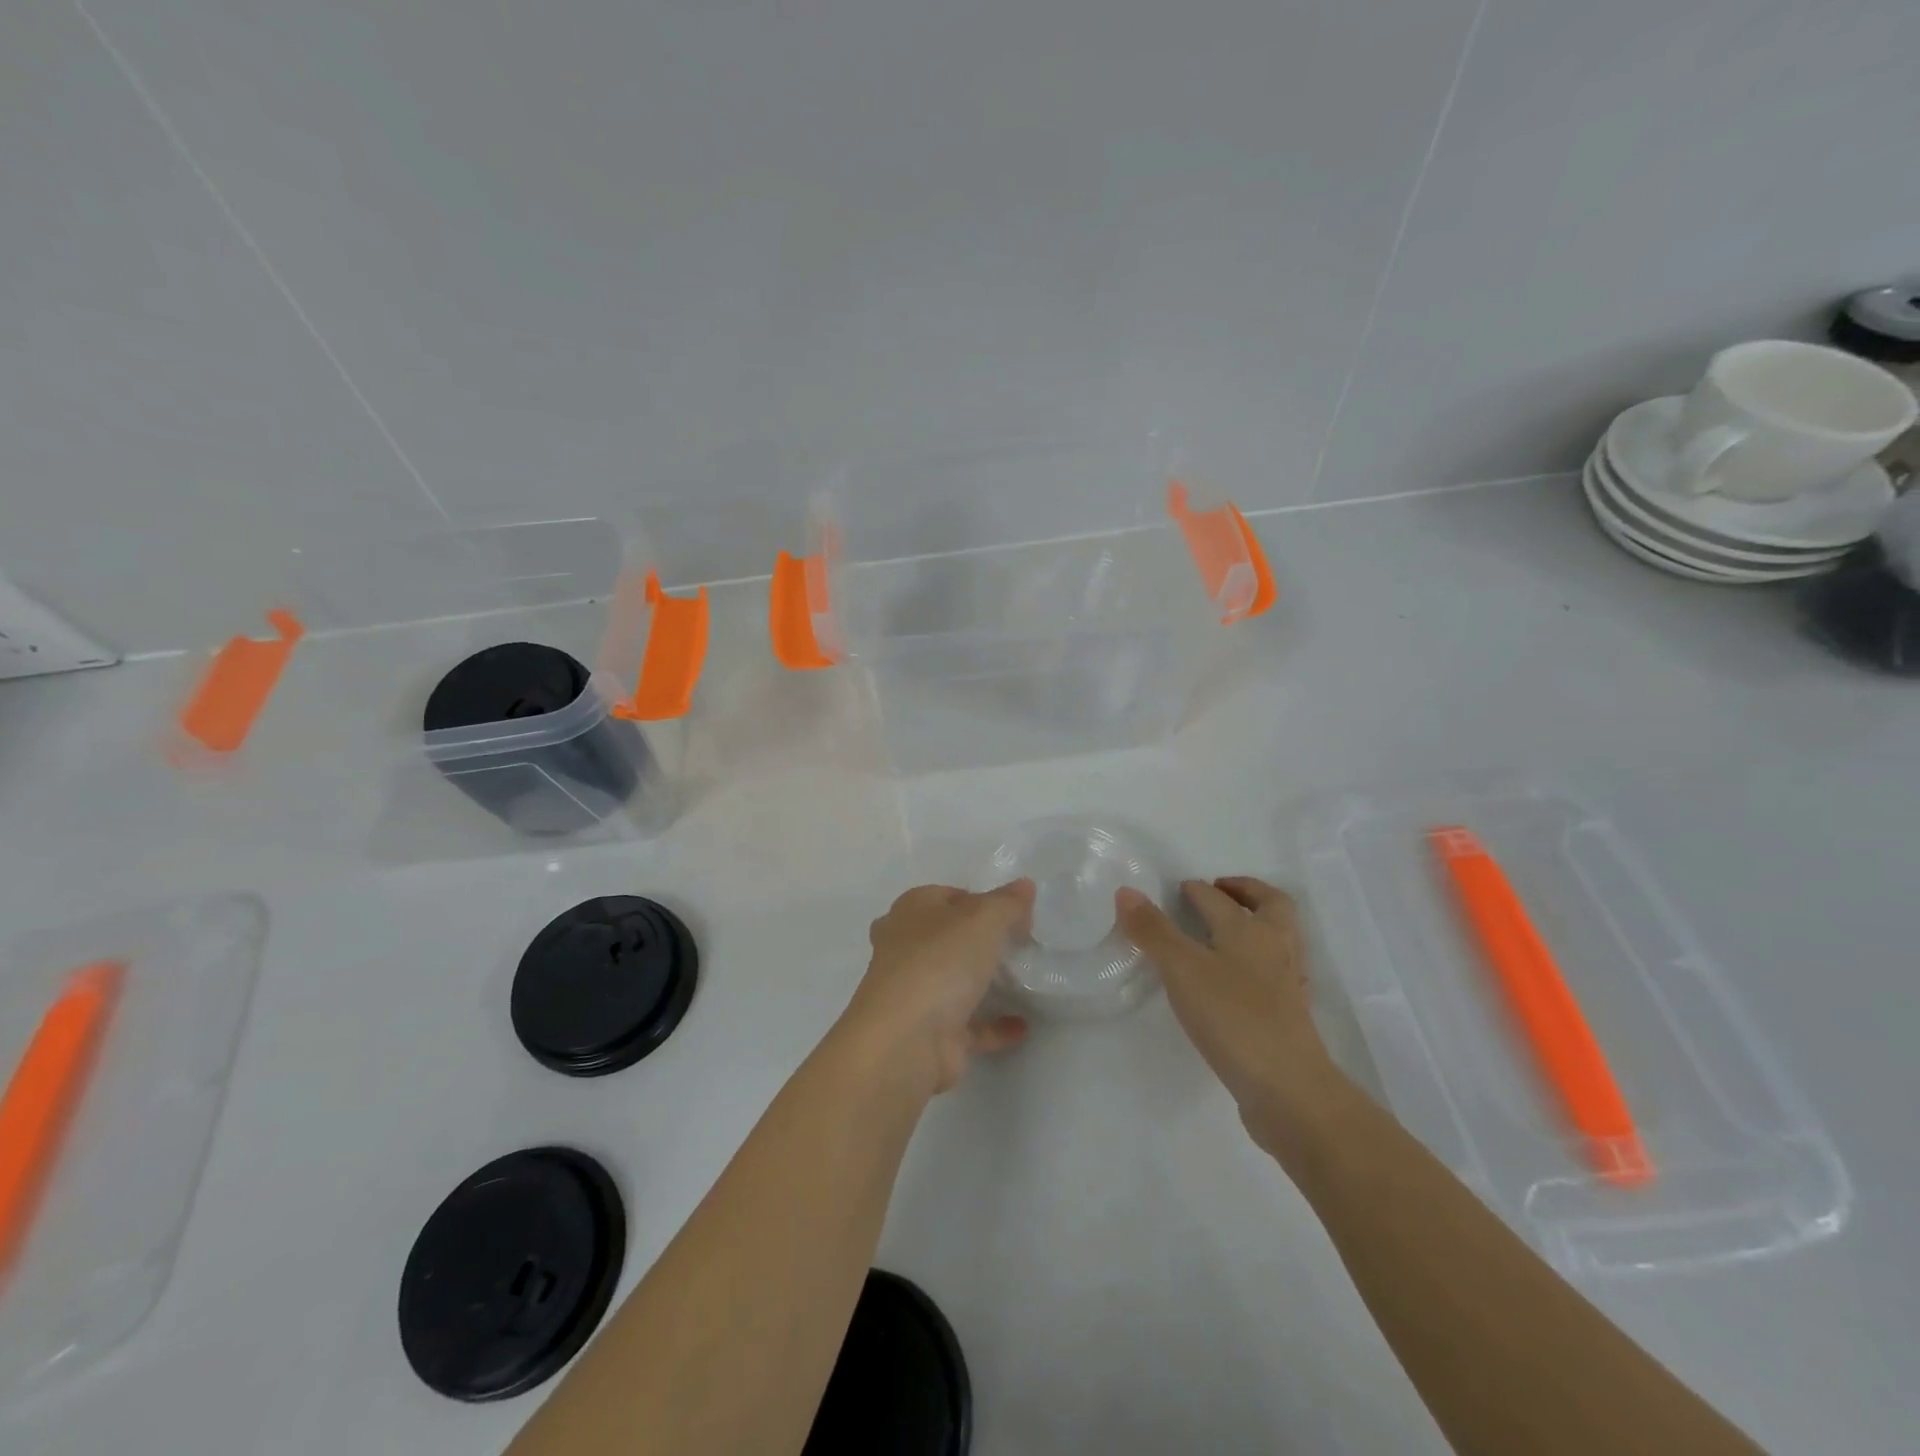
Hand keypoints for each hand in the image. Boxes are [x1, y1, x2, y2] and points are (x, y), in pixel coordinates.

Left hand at [838, 881, 1034, 1098]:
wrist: (906, 1041)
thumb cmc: (940, 962)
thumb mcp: (983, 919)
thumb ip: (1007, 903)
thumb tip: (1025, 885)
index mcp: (911, 912)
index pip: (946, 896)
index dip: (978, 900)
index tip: (1011, 912)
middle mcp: (906, 948)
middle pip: (946, 937)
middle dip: (976, 940)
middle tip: (1016, 943)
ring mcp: (915, 993)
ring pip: (952, 980)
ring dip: (982, 981)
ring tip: (1022, 979)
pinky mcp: (930, 1033)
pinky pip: (969, 1026)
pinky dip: (994, 1025)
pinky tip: (1022, 1026)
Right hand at [1117, 876, 1342, 1151]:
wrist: (1289, 1089)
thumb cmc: (1233, 1018)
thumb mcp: (1182, 969)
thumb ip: (1153, 930)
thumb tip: (1126, 891)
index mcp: (1249, 929)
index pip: (1217, 897)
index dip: (1195, 889)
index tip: (1176, 889)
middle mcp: (1275, 947)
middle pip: (1270, 905)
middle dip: (1245, 892)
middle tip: (1219, 890)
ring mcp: (1288, 982)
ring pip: (1279, 937)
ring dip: (1257, 922)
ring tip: (1226, 930)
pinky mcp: (1291, 1014)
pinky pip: (1277, 970)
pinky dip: (1259, 960)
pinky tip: (1239, 978)